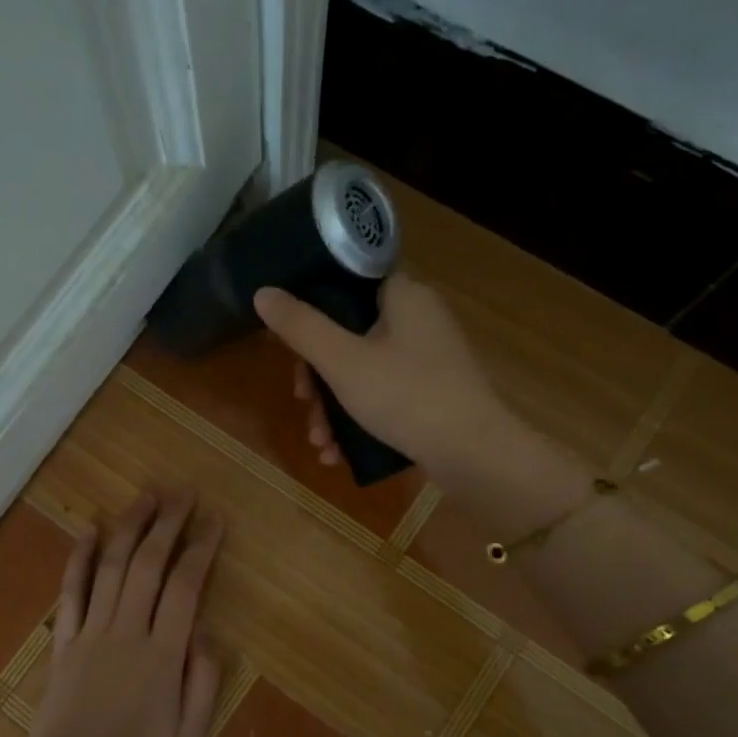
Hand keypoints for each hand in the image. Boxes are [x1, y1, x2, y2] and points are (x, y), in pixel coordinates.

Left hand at [25, 491, 224, 736]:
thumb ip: (204, 681)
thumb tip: (205, 631)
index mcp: (162, 654)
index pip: (186, 586)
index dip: (202, 547)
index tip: (215, 519)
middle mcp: (126, 632)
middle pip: (150, 564)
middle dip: (169, 523)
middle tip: (183, 492)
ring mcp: (90, 634)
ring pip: (112, 567)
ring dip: (129, 528)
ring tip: (146, 496)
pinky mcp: (63, 643)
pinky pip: (70, 592)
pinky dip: (78, 558)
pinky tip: (89, 530)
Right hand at [254, 274, 512, 484]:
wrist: (474, 455)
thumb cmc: (406, 396)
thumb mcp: (342, 361)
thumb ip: (300, 327)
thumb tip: (263, 293)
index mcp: (403, 295)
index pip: (348, 281)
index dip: (311, 308)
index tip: (290, 343)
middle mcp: (419, 318)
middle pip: (350, 333)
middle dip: (318, 375)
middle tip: (303, 401)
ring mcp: (428, 358)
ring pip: (363, 370)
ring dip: (333, 406)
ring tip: (319, 441)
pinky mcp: (433, 392)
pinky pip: (384, 395)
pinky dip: (358, 418)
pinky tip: (339, 453)